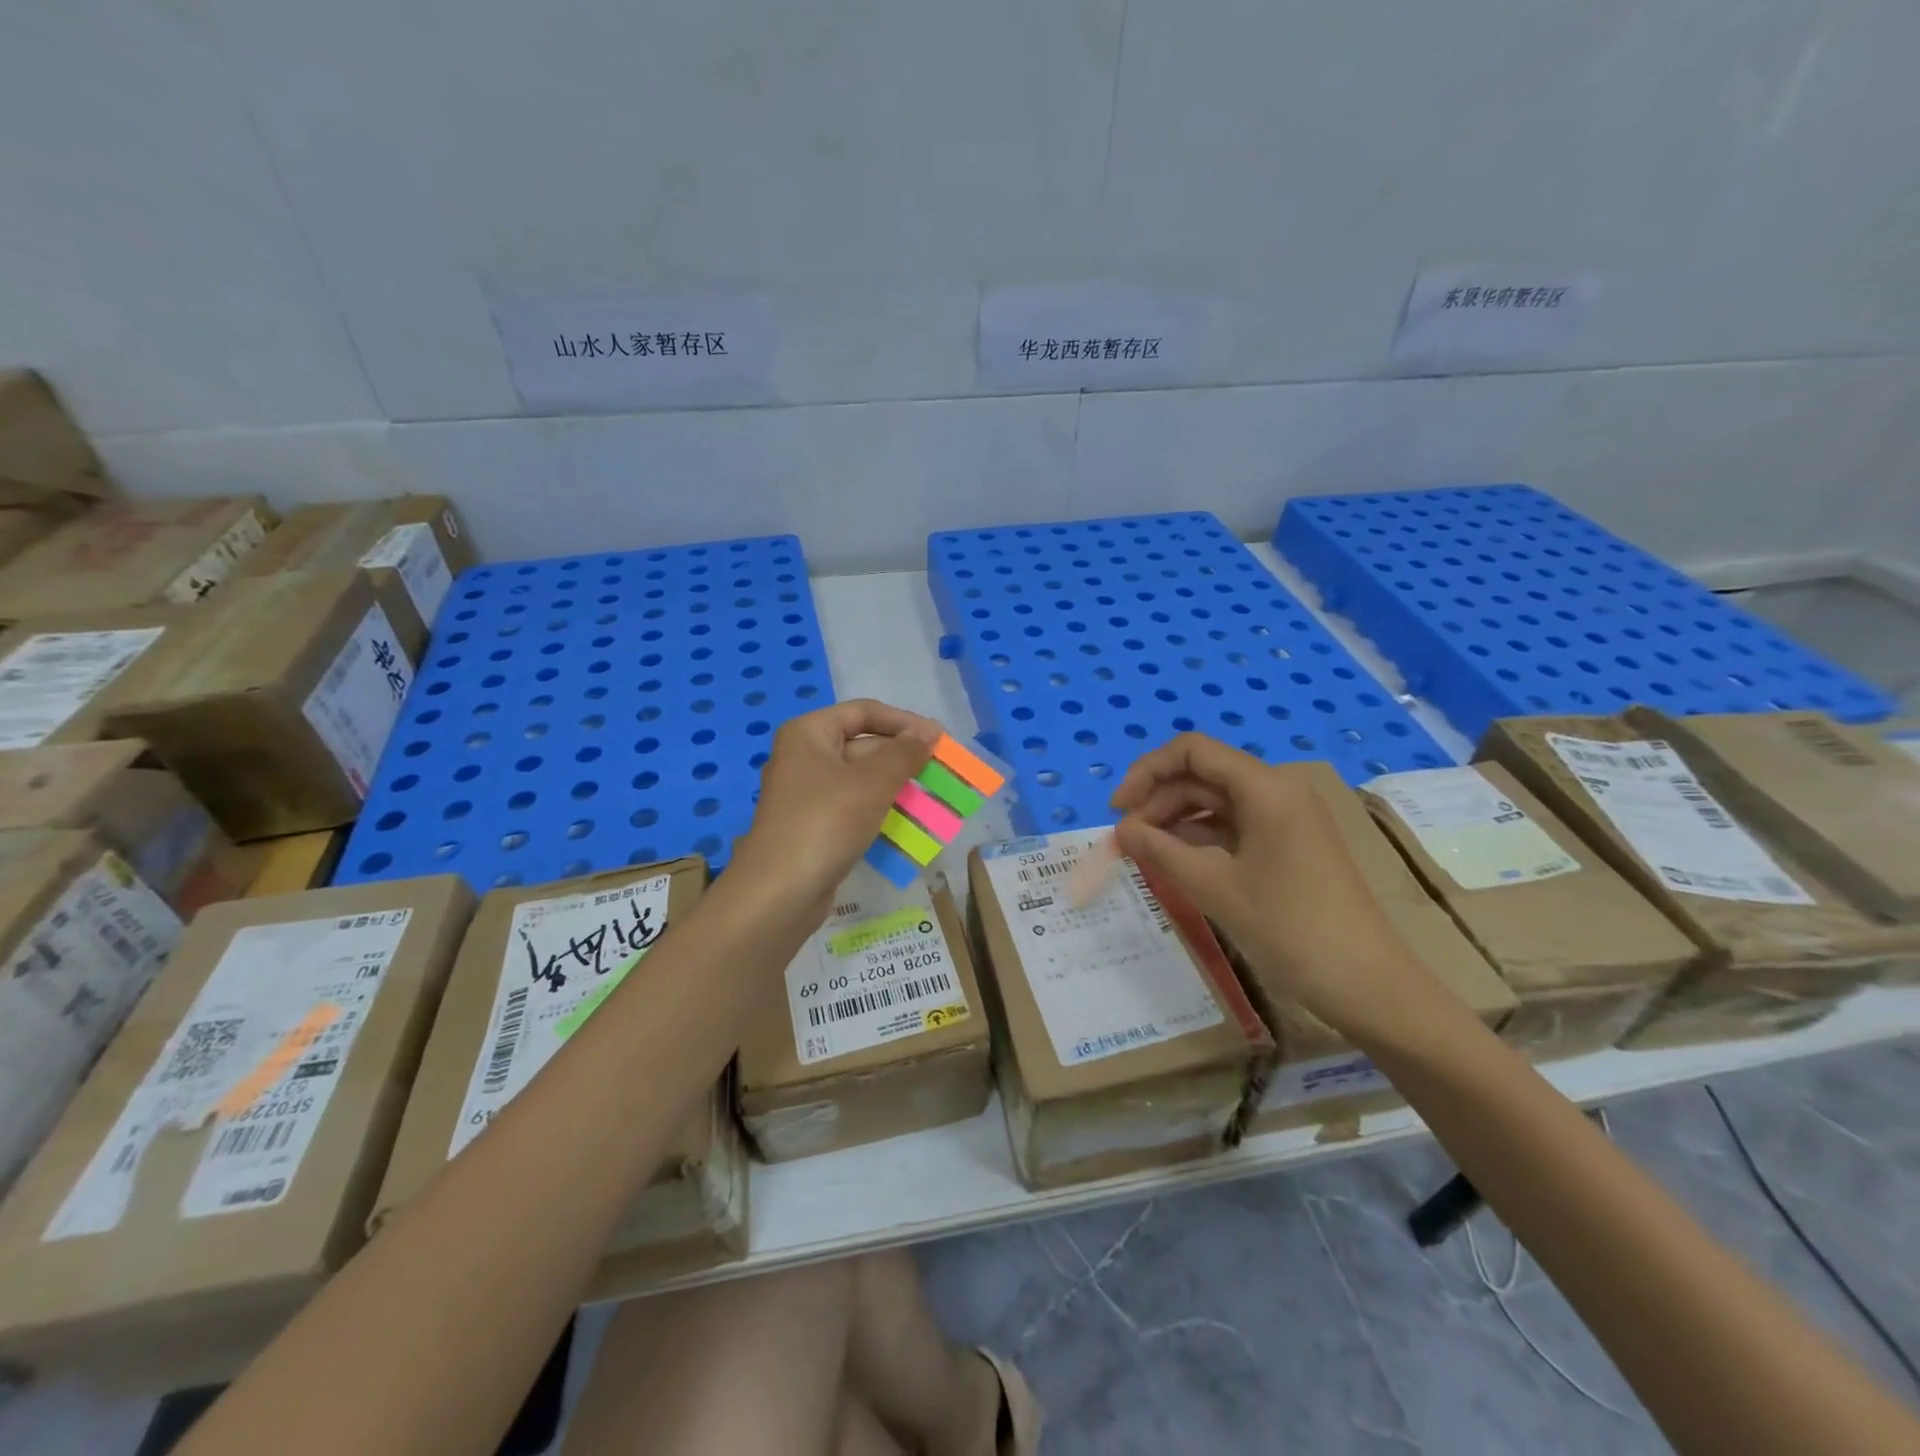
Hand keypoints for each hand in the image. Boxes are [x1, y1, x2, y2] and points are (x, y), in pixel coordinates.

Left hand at [730, 699, 941, 916]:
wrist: (780, 893)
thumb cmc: (825, 823)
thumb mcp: (872, 782)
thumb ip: (904, 754)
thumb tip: (927, 735)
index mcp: (809, 733)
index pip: (864, 711)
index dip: (905, 722)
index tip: (939, 739)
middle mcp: (805, 757)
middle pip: (863, 744)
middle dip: (903, 758)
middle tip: (942, 772)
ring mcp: (808, 794)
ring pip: (862, 779)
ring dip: (898, 786)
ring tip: (934, 799)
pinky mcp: (815, 825)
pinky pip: (854, 807)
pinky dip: (881, 810)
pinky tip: (909, 824)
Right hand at [1110, 733, 1429, 1036]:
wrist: (1369, 986)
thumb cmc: (1291, 930)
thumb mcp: (1216, 890)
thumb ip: (1161, 853)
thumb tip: (1121, 831)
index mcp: (1266, 788)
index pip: (1193, 751)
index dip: (1147, 772)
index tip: (1118, 810)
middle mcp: (1278, 791)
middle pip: (1203, 774)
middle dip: (1157, 800)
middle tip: (1124, 842)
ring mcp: (1286, 818)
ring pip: (1216, 801)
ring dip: (1175, 819)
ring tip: (1143, 852)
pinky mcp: (1289, 844)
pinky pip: (1234, 825)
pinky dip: (1200, 837)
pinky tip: (1176, 860)